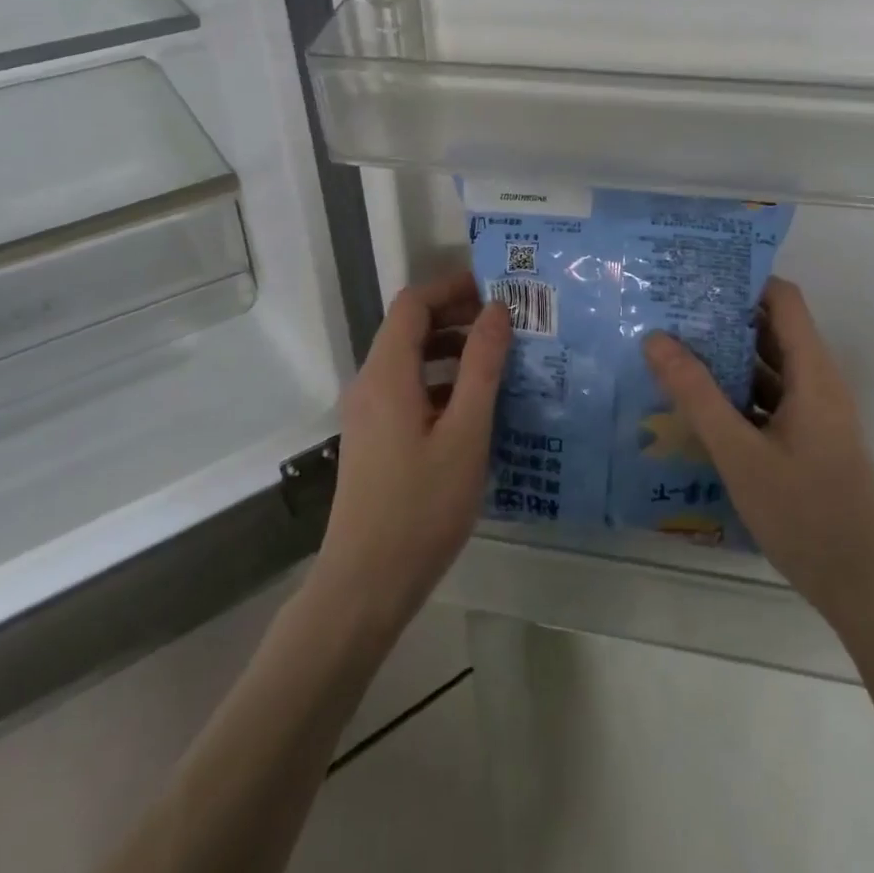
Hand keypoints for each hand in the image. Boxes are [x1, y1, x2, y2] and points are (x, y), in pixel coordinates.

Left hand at [314, 270, 510, 642]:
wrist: (365, 585)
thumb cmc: (421, 507)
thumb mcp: (465, 434)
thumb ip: (482, 367)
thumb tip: (496, 311)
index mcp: (387, 373)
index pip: (413, 304)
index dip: (451, 287)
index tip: (496, 291)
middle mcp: (370, 384)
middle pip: (410, 329)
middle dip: (457, 317)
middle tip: (508, 325)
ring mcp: (368, 413)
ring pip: (411, 361)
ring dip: (452, 352)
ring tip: (501, 362)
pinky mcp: (374, 439)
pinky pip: (408, 391)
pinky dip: (441, 383)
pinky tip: (476, 408)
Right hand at [642, 277, 873, 631]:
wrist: (867, 591)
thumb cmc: (806, 515)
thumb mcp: (740, 454)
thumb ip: (697, 394)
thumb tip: (656, 338)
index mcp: (814, 373)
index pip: (782, 299)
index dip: (742, 279)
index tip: (693, 274)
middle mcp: (817, 384)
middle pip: (770, 330)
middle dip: (721, 317)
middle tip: (667, 309)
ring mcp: (813, 415)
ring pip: (766, 368)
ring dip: (724, 357)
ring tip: (670, 348)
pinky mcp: (806, 442)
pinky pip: (766, 401)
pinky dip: (734, 394)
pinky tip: (693, 403)